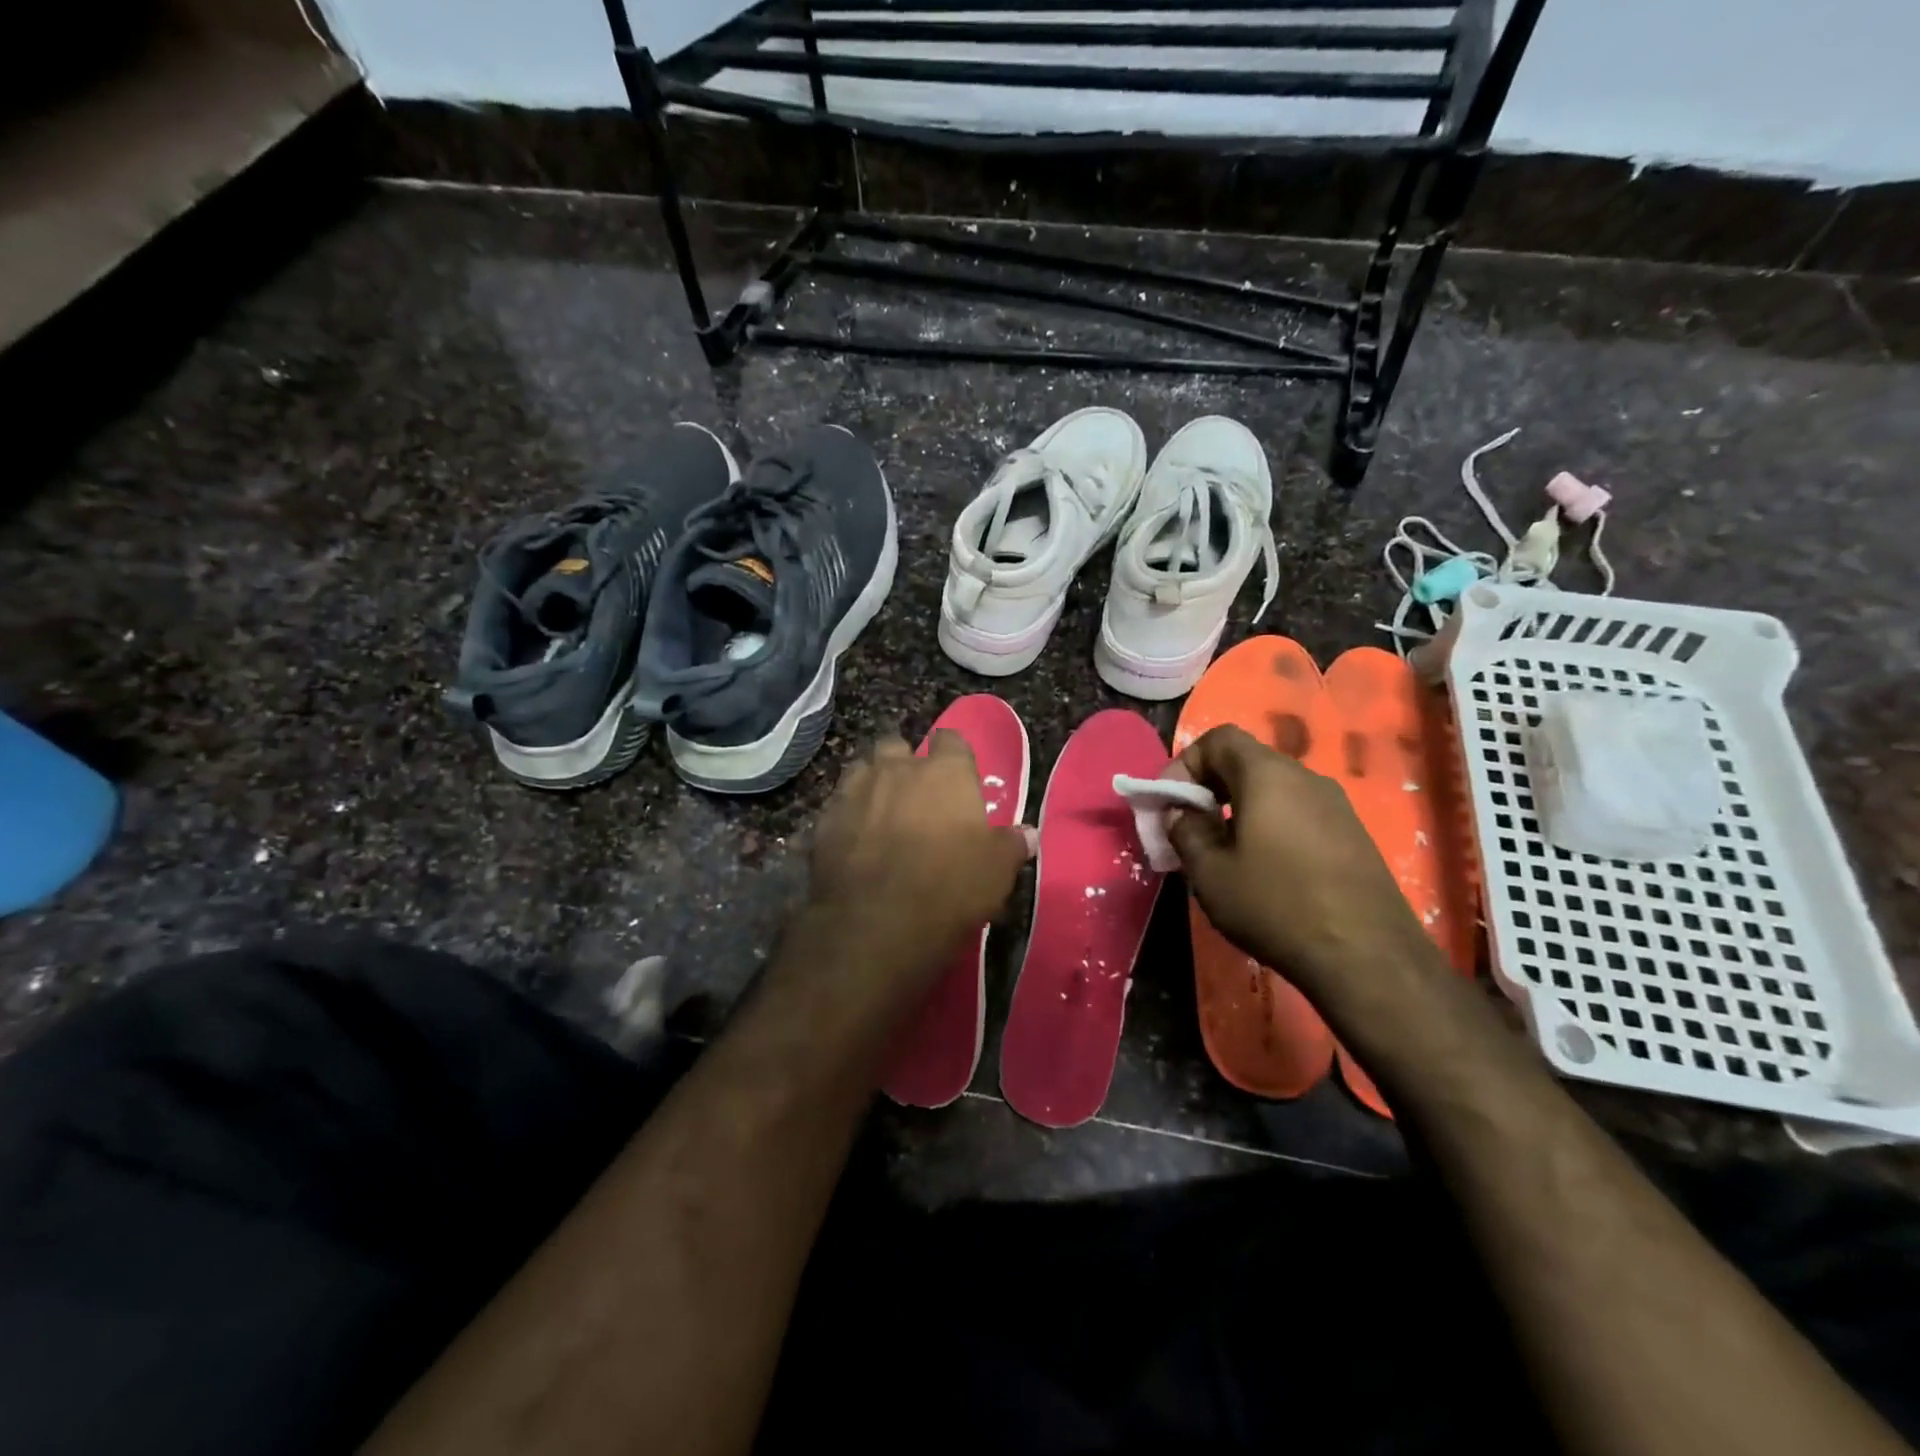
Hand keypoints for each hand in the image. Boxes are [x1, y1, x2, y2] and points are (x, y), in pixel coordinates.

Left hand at [808, 732, 1033, 974]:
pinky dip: (848, 816)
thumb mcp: (996, 871)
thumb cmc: (950, 887)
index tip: (957, 774)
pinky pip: (838, 805)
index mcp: (945, 772)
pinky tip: (854, 840)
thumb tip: (1029, 834)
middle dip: (904, 763)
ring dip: (873, 783)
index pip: (951, 739)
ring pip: (862, 769)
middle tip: (915, 794)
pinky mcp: (825, 819)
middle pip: (897, 746)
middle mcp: (897, 769)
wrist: (877, 922)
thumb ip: (1011, 845)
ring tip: (881, 812)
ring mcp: (855, 791)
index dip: (954, 755)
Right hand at [1167, 725, 1435, 1000]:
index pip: (1219, 738)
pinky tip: (1264, 870)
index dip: (1185, 763)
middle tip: (1189, 827)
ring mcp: (1336, 806)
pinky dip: (1269, 826)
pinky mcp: (1353, 836)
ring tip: (1223, 853)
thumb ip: (1186, 831)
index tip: (1170, 803)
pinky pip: (1298, 814)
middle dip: (1209, 787)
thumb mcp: (1210, 872)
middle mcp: (1306, 778)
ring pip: (1273, 790)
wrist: (1368, 958)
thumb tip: (1183, 814)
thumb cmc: (1276, 905)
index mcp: (1268, 775)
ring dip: (1239, 809)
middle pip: (1247, 762)